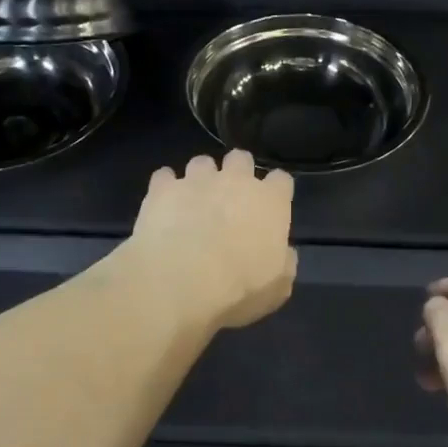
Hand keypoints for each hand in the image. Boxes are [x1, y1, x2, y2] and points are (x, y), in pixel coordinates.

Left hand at [126, 151, 297, 331]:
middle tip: (230, 198)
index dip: (276, 191)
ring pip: (202, 163)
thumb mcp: (277, 287)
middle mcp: (235, 181)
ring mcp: (197, 180)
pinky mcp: (163, 188)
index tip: (270, 207)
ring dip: (200, 178)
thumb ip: (284, 262)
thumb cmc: (239, 288)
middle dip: (237, 172)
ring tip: (193, 201)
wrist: (181, 281)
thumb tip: (283, 253)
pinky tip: (163, 206)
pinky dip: (165, 188)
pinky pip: (164, 177)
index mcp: (270, 201)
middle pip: (240, 159)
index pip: (281, 180)